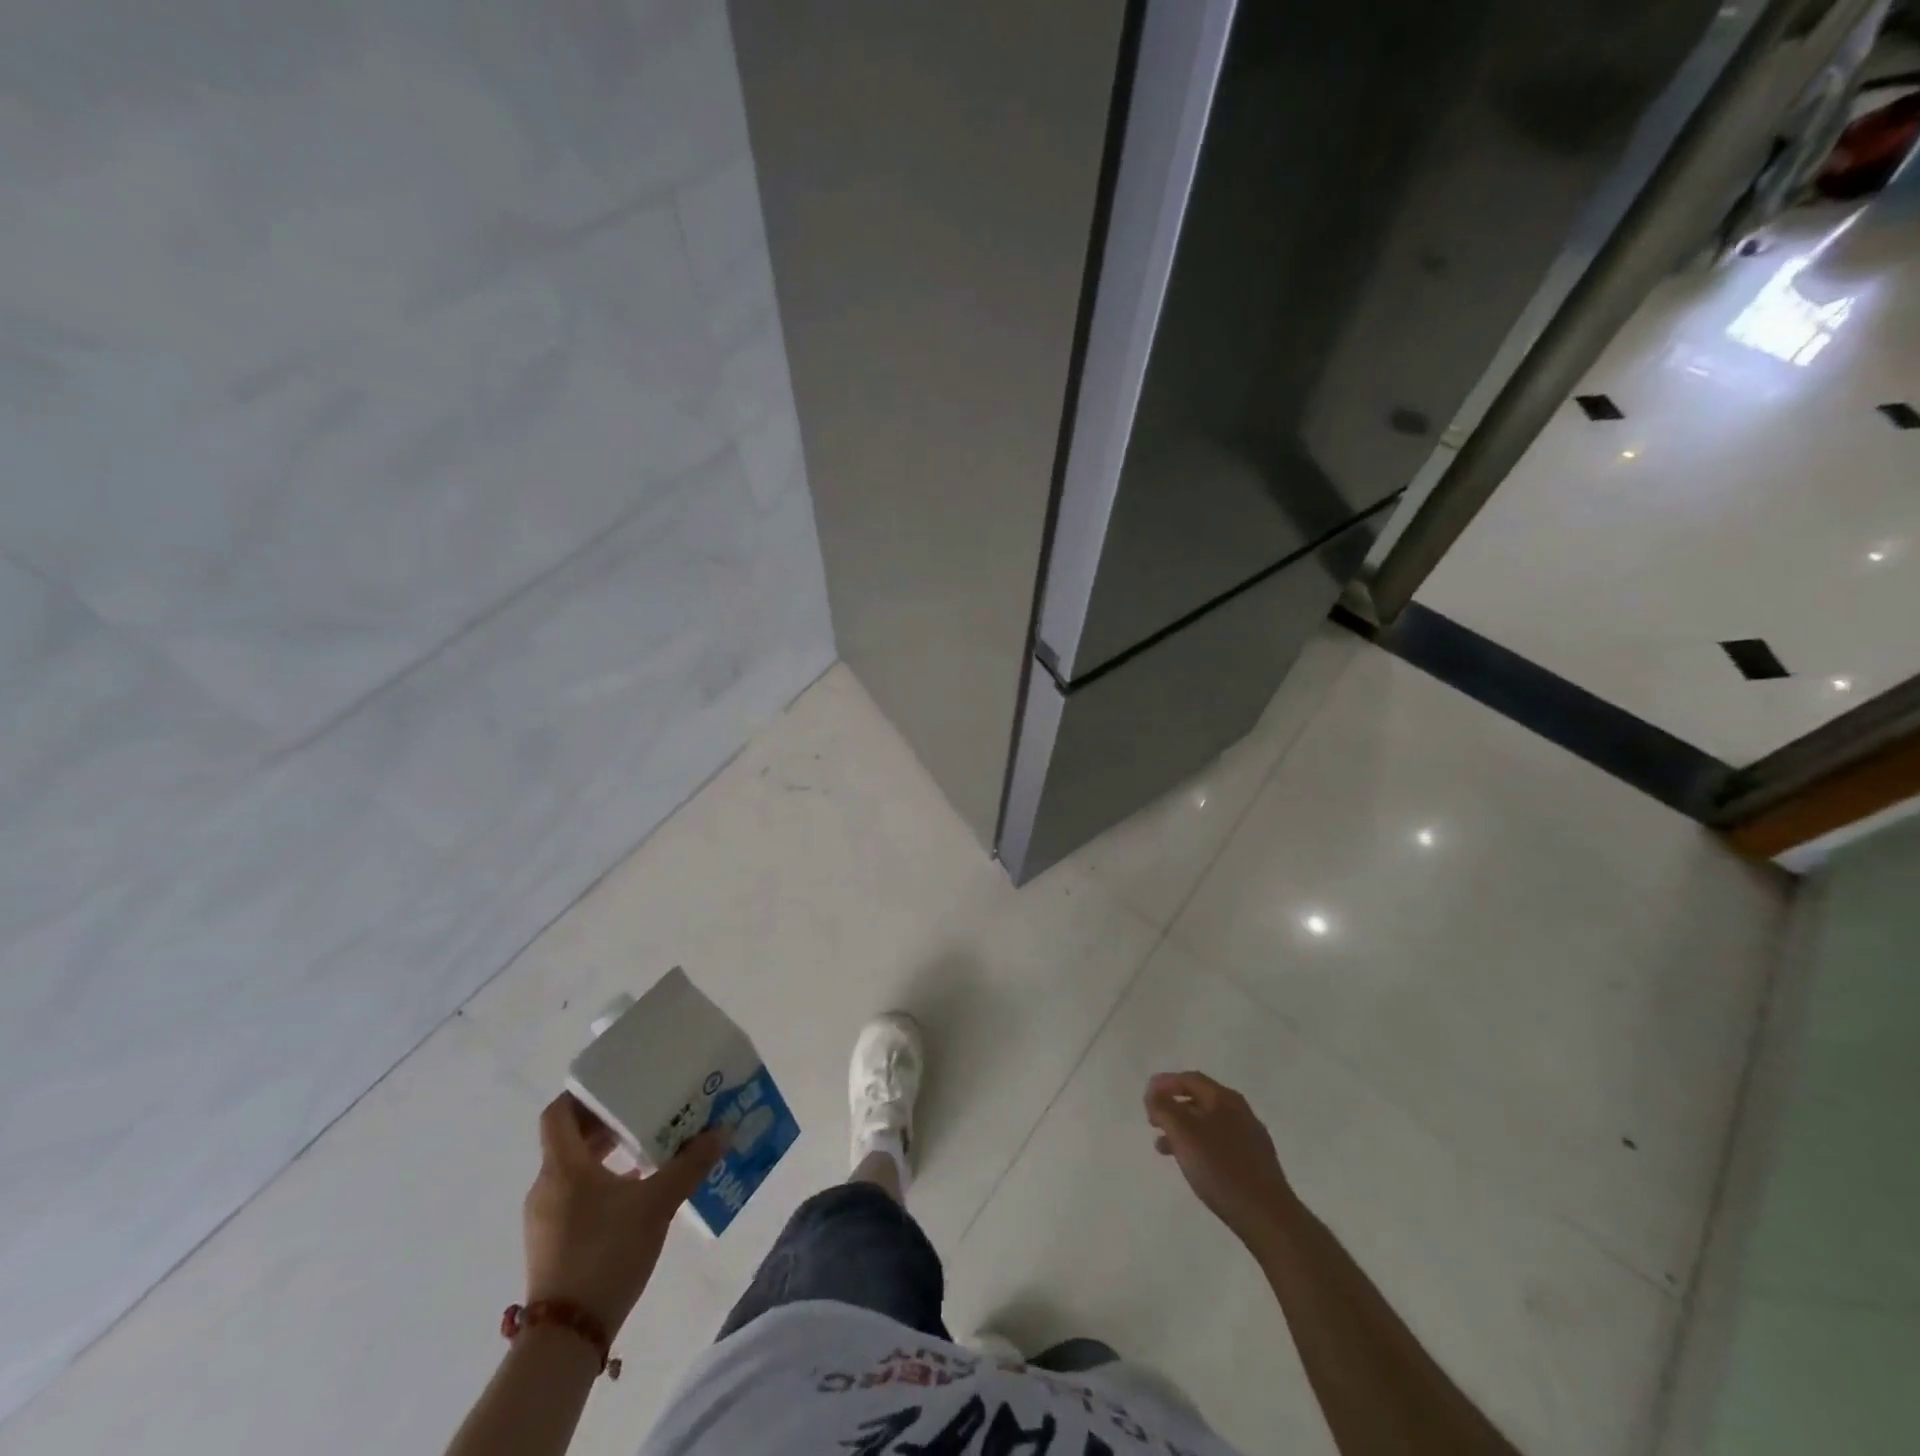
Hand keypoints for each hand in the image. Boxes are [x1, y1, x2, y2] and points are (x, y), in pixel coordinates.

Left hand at [522, 1094, 723, 1335]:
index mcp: (562, 1167)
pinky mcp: (552, 1242)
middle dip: (607, 1121)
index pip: (559, 1113)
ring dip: (607, 1153)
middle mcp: (547, 1186)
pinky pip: (575, 1194)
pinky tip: (636, 1189)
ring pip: (574, 1167)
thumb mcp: (657, 1204)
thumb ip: (689, 1165)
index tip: (617, 1084)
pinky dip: (602, 1181)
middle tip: (646, 1109)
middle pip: (570, 1138)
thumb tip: (722, 1131)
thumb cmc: (606, 1253)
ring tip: (648, 1146)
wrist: (567, 1338)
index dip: (584, 1094)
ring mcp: (546, 1217)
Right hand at [1145, 1071, 1296, 1246]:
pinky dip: (1199, 1146)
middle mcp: (1240, 1111)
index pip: (1189, 1078)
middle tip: (1153, 1121)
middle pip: (1199, 1099)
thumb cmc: (1220, 1168)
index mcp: (1224, 1098)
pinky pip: (1220, 1143)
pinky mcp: (1256, 1162)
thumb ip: (1163, 1108)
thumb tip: (1154, 1093)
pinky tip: (1193, 1164)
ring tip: (1164, 1148)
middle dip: (1173, 1107)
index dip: (1164, 1083)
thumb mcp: (1182, 1132)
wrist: (1267, 1216)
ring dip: (1184, 1129)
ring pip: (1208, 1123)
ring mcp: (1251, 1137)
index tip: (1146, 1097)